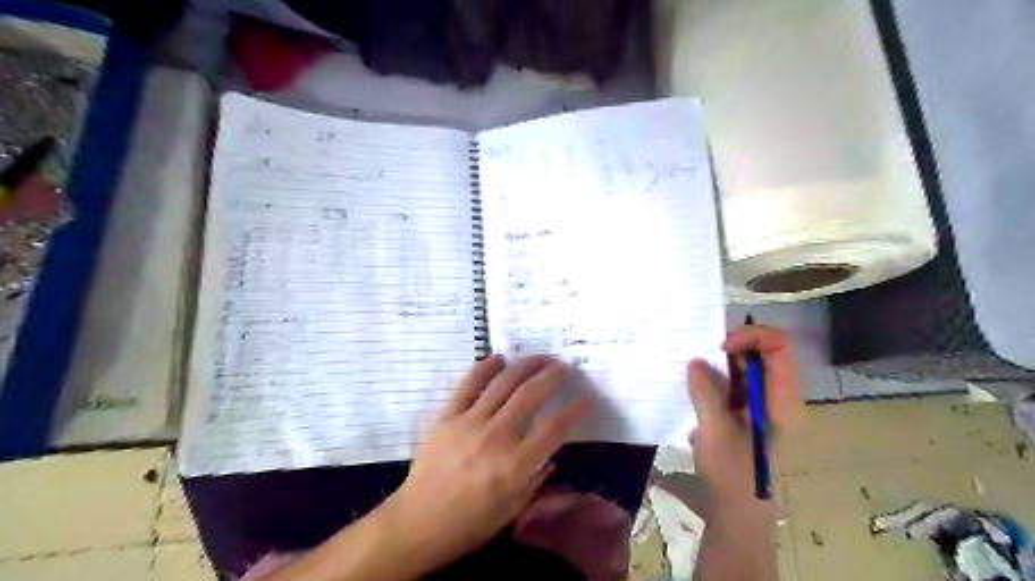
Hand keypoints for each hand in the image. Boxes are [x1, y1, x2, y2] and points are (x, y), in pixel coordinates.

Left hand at [382, 353, 594, 572]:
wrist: (417, 524)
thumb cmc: (469, 524)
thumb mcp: (512, 509)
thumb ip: (536, 477)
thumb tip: (552, 453)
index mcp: (515, 465)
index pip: (555, 427)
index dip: (576, 409)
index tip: (587, 396)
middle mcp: (496, 437)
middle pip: (531, 394)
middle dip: (554, 376)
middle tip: (565, 367)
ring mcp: (469, 422)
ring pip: (503, 383)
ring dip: (526, 365)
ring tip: (541, 357)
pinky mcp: (447, 416)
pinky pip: (468, 385)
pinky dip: (484, 367)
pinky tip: (499, 358)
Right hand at [691, 325, 803, 510]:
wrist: (736, 511)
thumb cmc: (732, 474)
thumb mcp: (715, 431)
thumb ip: (706, 393)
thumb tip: (695, 362)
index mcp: (782, 399)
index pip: (779, 348)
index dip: (752, 337)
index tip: (721, 348)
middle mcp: (776, 395)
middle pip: (763, 352)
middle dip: (732, 346)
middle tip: (700, 352)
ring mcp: (761, 403)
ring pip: (746, 365)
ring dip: (720, 361)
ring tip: (693, 367)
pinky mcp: (745, 411)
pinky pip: (733, 381)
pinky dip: (714, 375)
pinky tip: (694, 383)